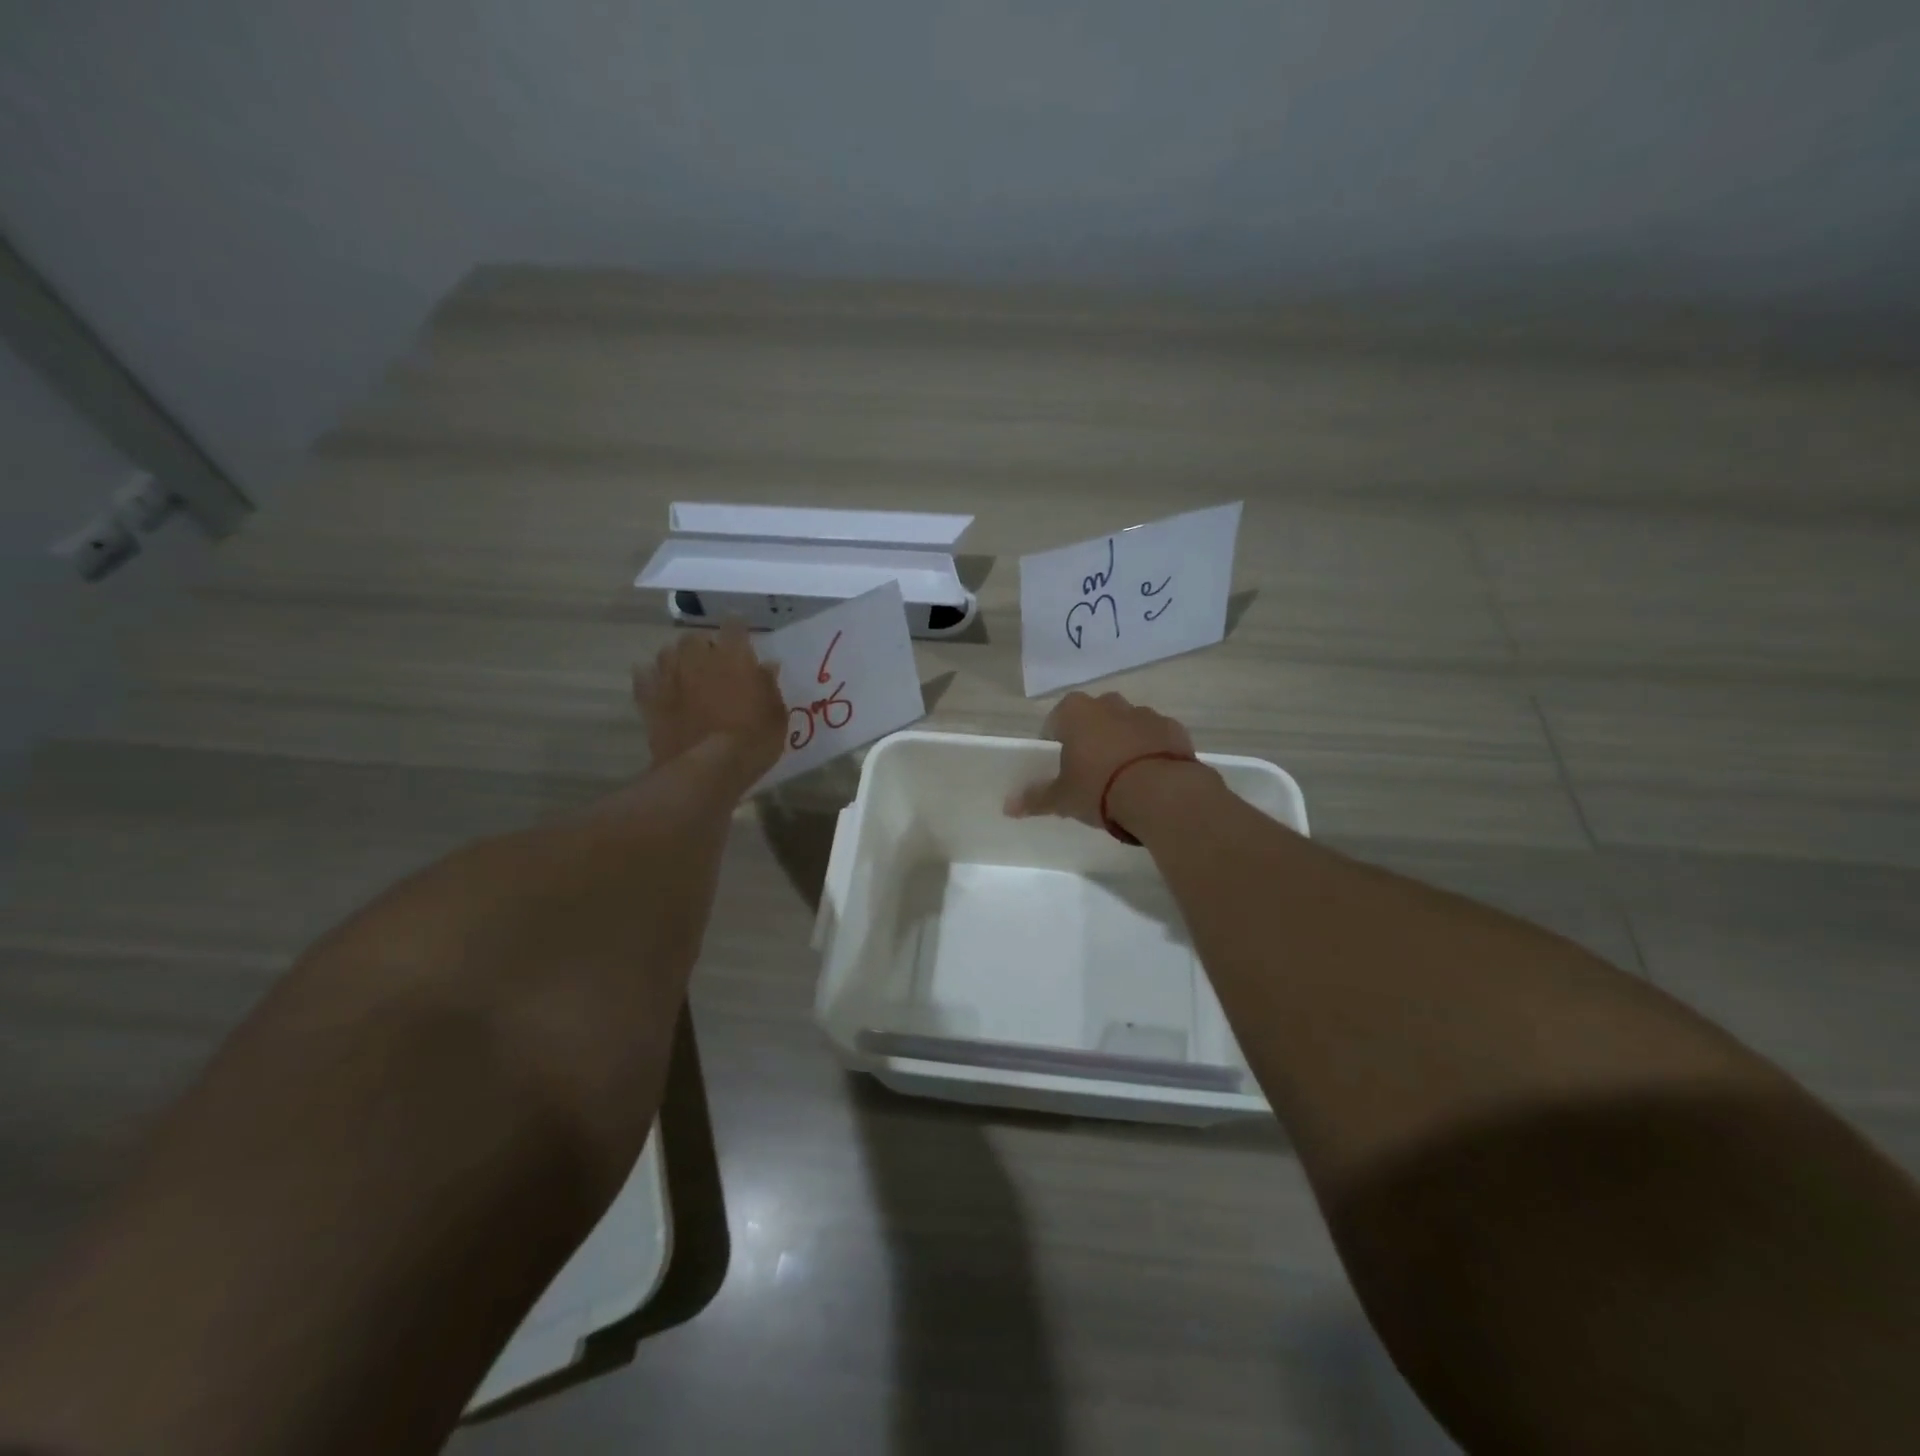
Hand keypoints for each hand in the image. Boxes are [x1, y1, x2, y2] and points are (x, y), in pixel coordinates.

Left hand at [633, 621, 787, 788]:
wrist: (706, 770)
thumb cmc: (752, 741)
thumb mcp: (776, 715)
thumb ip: (769, 686)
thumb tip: (766, 666)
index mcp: (733, 657)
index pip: (734, 627)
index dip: (737, 627)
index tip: (741, 632)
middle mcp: (697, 659)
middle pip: (695, 638)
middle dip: (703, 644)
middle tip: (713, 660)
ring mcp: (669, 679)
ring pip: (666, 653)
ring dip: (677, 658)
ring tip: (685, 671)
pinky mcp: (649, 700)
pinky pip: (644, 678)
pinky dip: (650, 677)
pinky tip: (658, 684)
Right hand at [1005, 690, 1205, 828]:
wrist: (1161, 793)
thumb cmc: (1099, 788)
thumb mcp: (1062, 798)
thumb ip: (1035, 798)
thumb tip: (1007, 807)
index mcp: (1076, 712)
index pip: (1056, 719)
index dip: (1056, 740)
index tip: (1059, 763)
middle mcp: (1110, 704)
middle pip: (1094, 717)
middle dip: (1091, 736)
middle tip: (1090, 769)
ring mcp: (1145, 713)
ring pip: (1127, 724)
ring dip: (1123, 742)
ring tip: (1122, 776)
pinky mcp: (1173, 729)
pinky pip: (1155, 737)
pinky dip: (1151, 750)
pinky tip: (1149, 776)